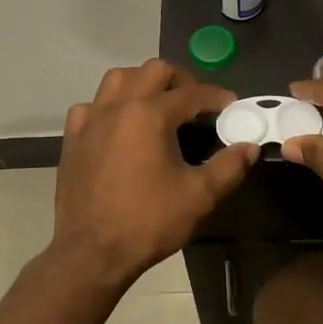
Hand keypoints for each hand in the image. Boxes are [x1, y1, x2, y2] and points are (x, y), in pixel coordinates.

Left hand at [54, 60, 257, 285]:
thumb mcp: (198, 196)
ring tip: (158, 104)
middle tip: (196, 103)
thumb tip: (249, 147)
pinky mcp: (73, 138)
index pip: (191, 93)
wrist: (91, 252)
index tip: (231, 106)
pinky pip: (91, 106)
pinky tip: (118, 126)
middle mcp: (118, 106)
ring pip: (118, 79)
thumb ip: (228, 166)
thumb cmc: (148, 222)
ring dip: (142, 83)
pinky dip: (109, 107)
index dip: (216, 97)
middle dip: (180, 80)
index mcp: (150, 114)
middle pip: (153, 70)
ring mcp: (91, 120)